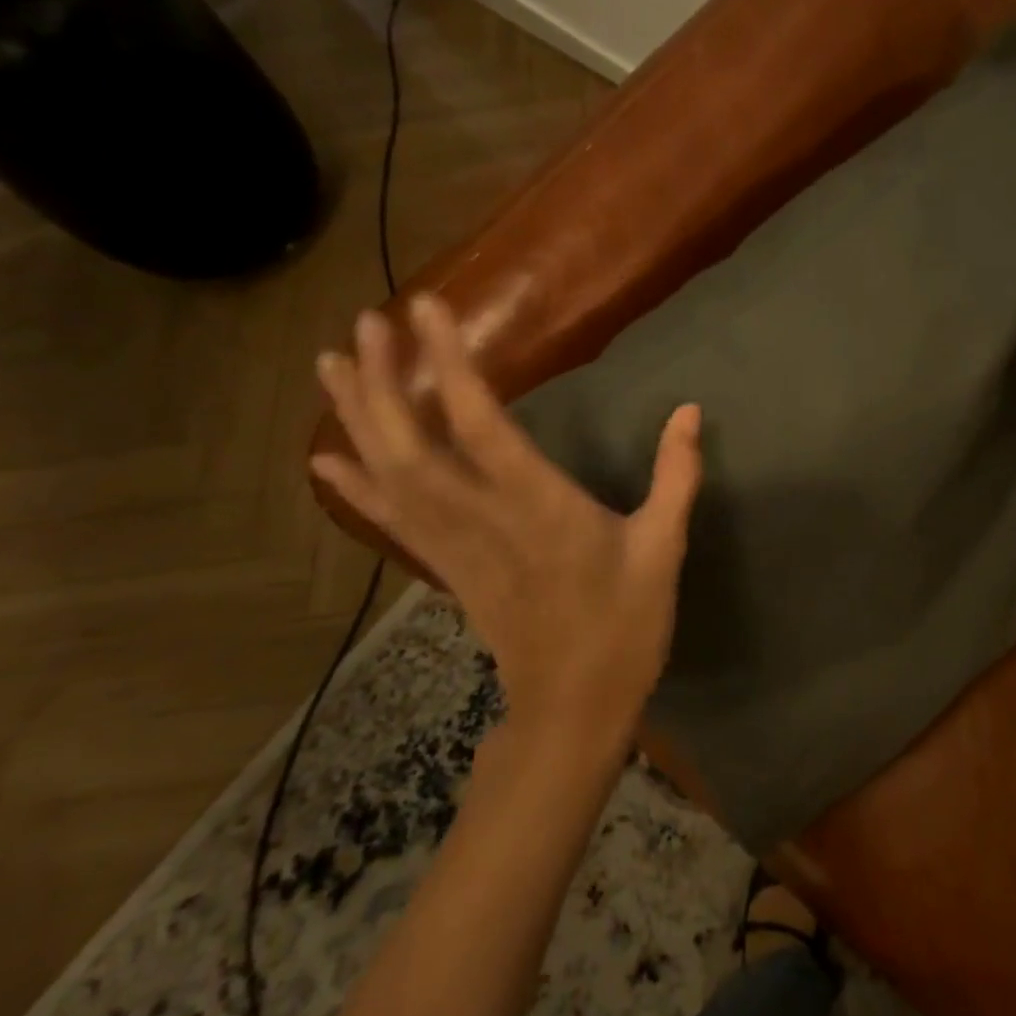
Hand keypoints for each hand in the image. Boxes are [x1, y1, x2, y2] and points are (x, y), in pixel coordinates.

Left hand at [312, 295, 701, 751]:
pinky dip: (354, 486)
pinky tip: (326, 457)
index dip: (450, 363)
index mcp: (540, 507)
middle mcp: (483, 519)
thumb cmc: (625, 625)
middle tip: (366, 323)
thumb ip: (676, 476)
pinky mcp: (445, 569)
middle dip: (383, 381)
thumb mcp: (663, 548)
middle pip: (412, 443)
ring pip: (390, 476)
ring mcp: (455, 547)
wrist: (574, 707)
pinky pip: (390, 521)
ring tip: (330, 363)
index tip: (427, 308)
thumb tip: (690, 411)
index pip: (480, 423)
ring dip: (357, 418)